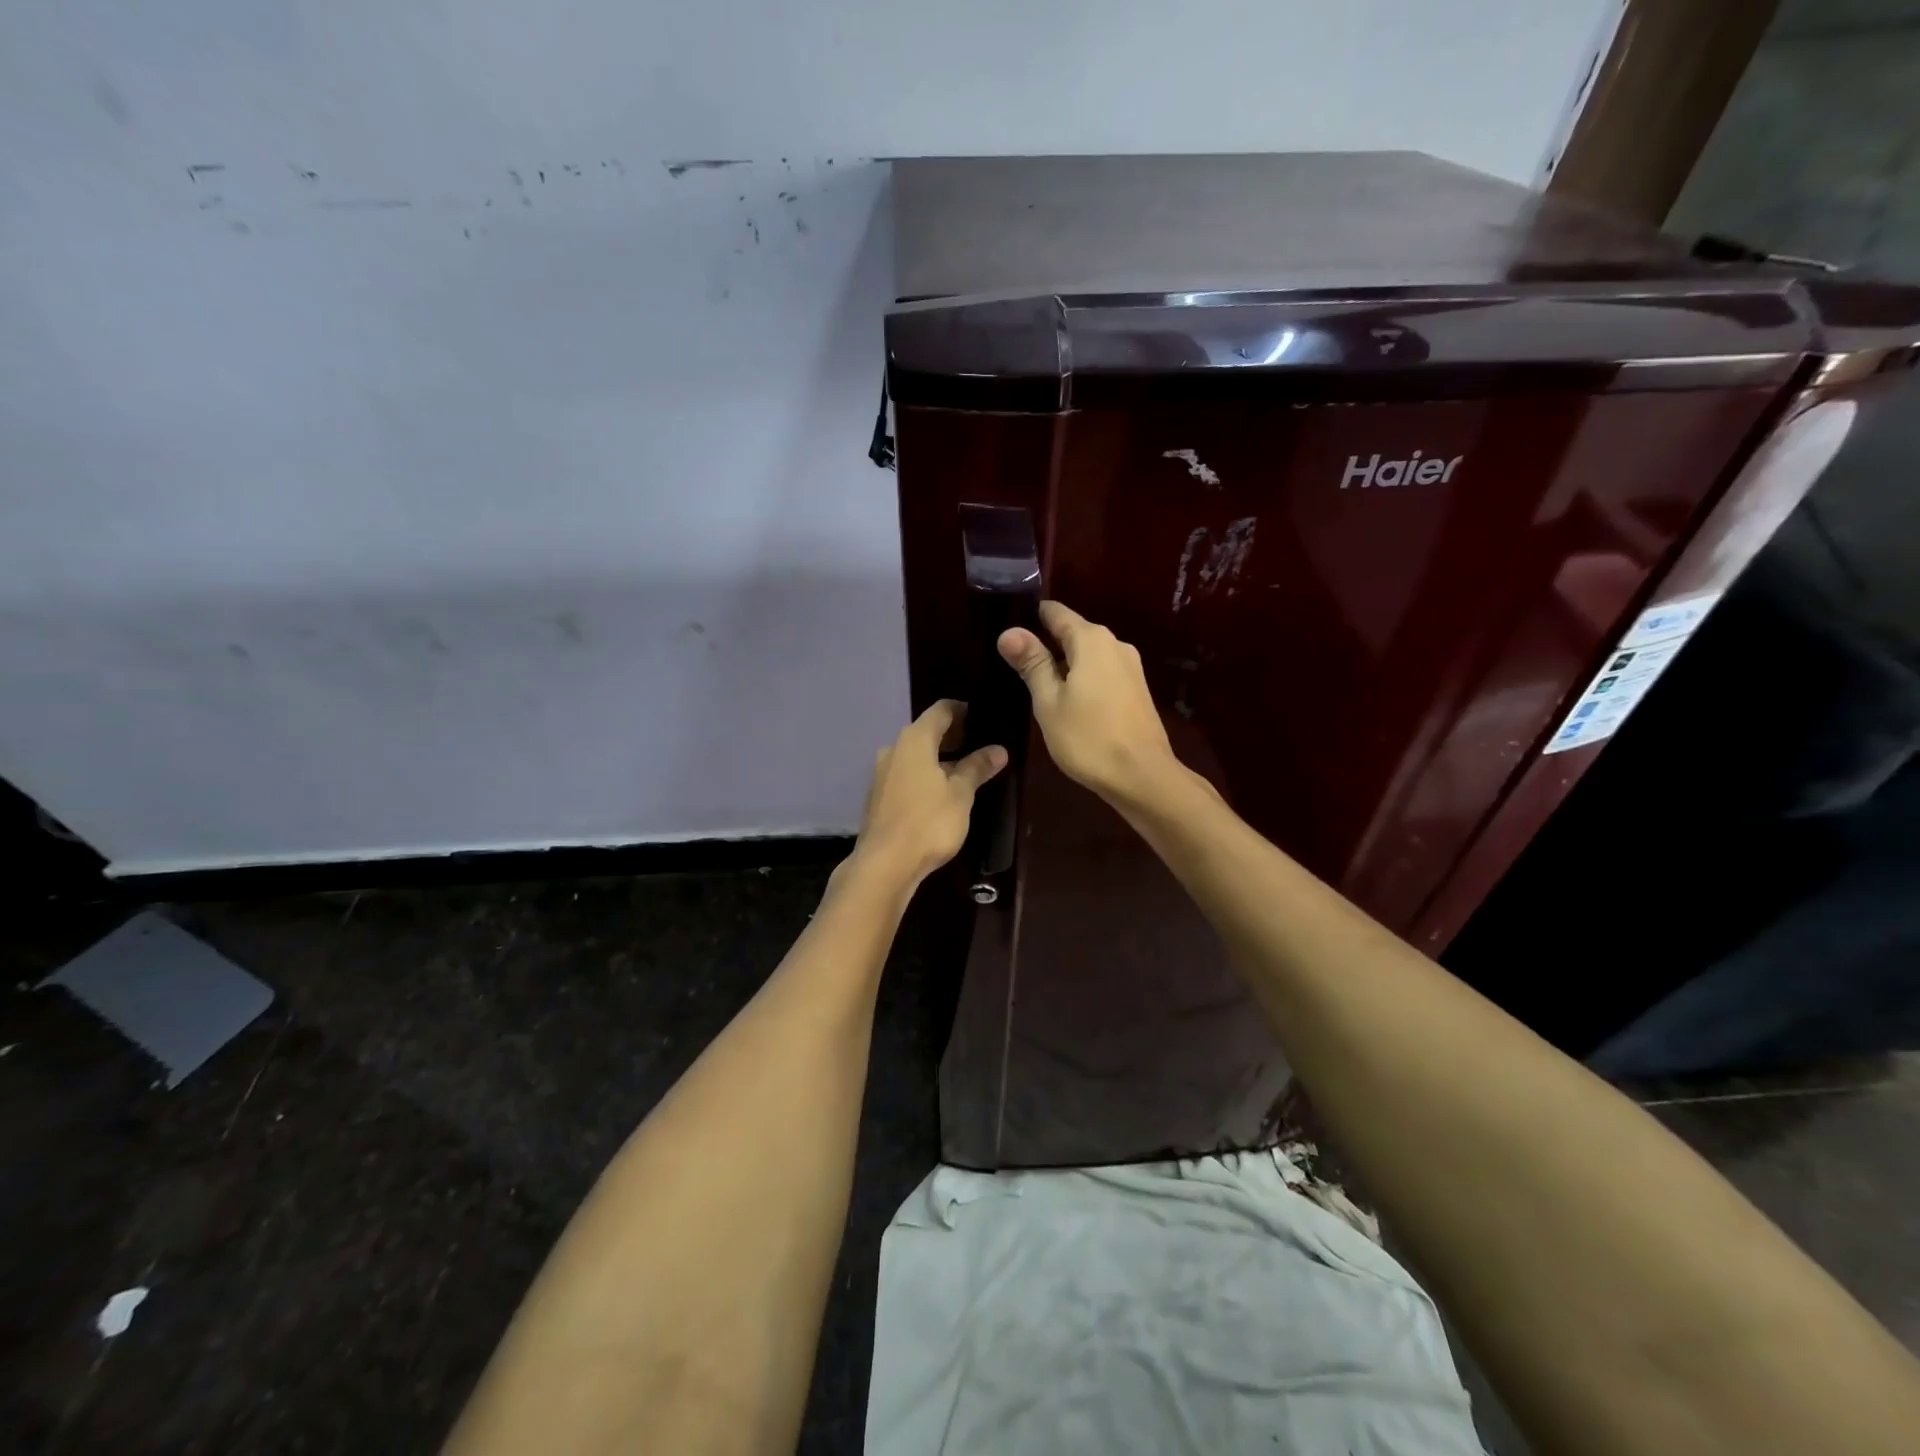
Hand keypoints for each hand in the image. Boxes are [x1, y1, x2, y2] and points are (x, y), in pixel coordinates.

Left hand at [850, 699, 1006, 886]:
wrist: (885, 864)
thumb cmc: (929, 822)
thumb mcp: (961, 794)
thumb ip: (977, 767)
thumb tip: (998, 750)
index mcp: (915, 739)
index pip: (941, 710)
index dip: (963, 710)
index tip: (982, 717)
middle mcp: (894, 749)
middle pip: (926, 732)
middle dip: (952, 736)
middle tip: (979, 745)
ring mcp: (882, 773)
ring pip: (915, 756)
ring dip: (938, 759)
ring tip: (964, 771)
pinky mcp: (879, 796)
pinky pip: (906, 775)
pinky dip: (924, 776)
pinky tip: (940, 793)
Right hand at [998, 601, 1179, 802]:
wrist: (1142, 776)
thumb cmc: (1088, 738)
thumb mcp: (1049, 701)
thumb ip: (1032, 663)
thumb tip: (1009, 631)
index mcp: (1091, 639)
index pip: (1054, 612)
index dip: (1029, 617)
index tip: (1007, 632)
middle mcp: (1115, 643)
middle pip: (1072, 632)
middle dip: (1045, 643)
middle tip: (1014, 665)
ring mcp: (1130, 666)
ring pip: (1087, 654)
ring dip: (1063, 664)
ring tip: (1035, 685)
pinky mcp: (1136, 689)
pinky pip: (1102, 672)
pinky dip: (1082, 678)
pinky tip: (1067, 701)